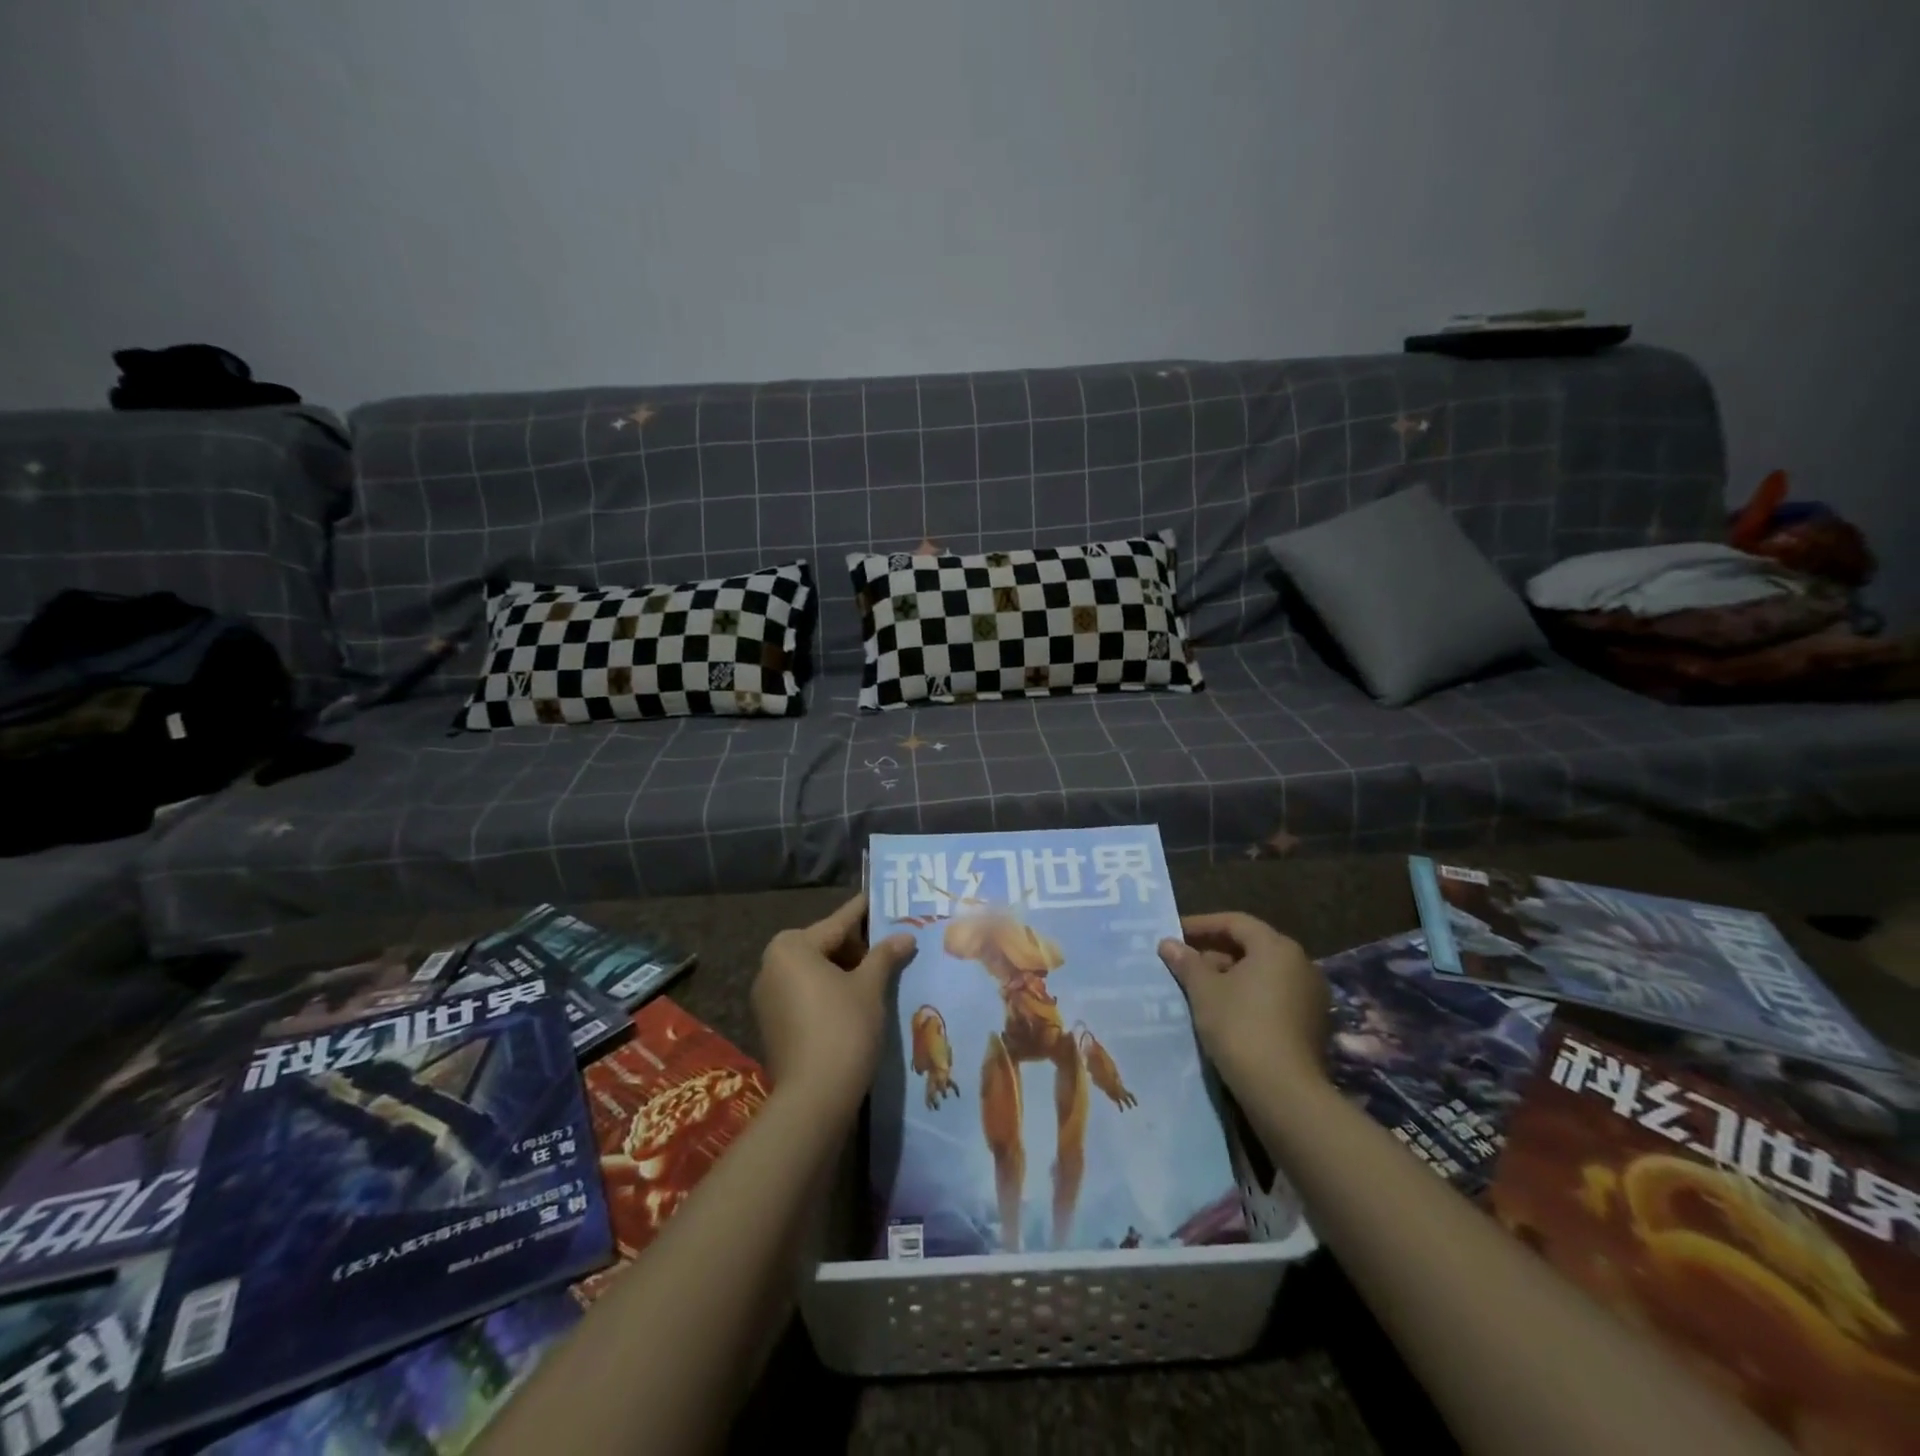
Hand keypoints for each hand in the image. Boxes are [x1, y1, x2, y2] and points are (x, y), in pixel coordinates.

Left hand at [754, 893, 915, 1112]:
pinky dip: (831, 991)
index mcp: (792, 947)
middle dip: (859, 947)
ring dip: (846, 971)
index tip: (884, 899)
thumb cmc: (843, 1028)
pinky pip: (806, 993)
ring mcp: (768, 996)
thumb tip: (906, 936)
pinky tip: (859, 999)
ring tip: (882, 972)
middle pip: (825, 945)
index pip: (839, 922)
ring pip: (816, 971)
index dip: (866, 913)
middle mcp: (772, 964)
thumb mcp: (870, 987)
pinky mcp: (772, 1023)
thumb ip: (886, 955)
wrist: (814, 1098)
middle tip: (893, 946)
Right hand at [1158, 911, 1326, 1098]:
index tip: (1174, 933)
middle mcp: (1301, 964)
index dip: (1201, 925)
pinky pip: (1274, 997)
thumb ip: (1187, 962)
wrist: (1283, 1092)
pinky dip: (1248, 996)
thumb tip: (1168, 943)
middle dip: (1214, 952)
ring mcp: (1311, 996)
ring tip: (1198, 988)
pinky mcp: (1312, 1024)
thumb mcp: (1204, 991)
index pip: (1235, 922)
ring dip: (1230, 976)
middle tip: (1183, 963)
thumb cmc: (1240, 1027)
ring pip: (1263, 974)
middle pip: (1251, 947)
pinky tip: (1223, 1012)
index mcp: (1277, 947)